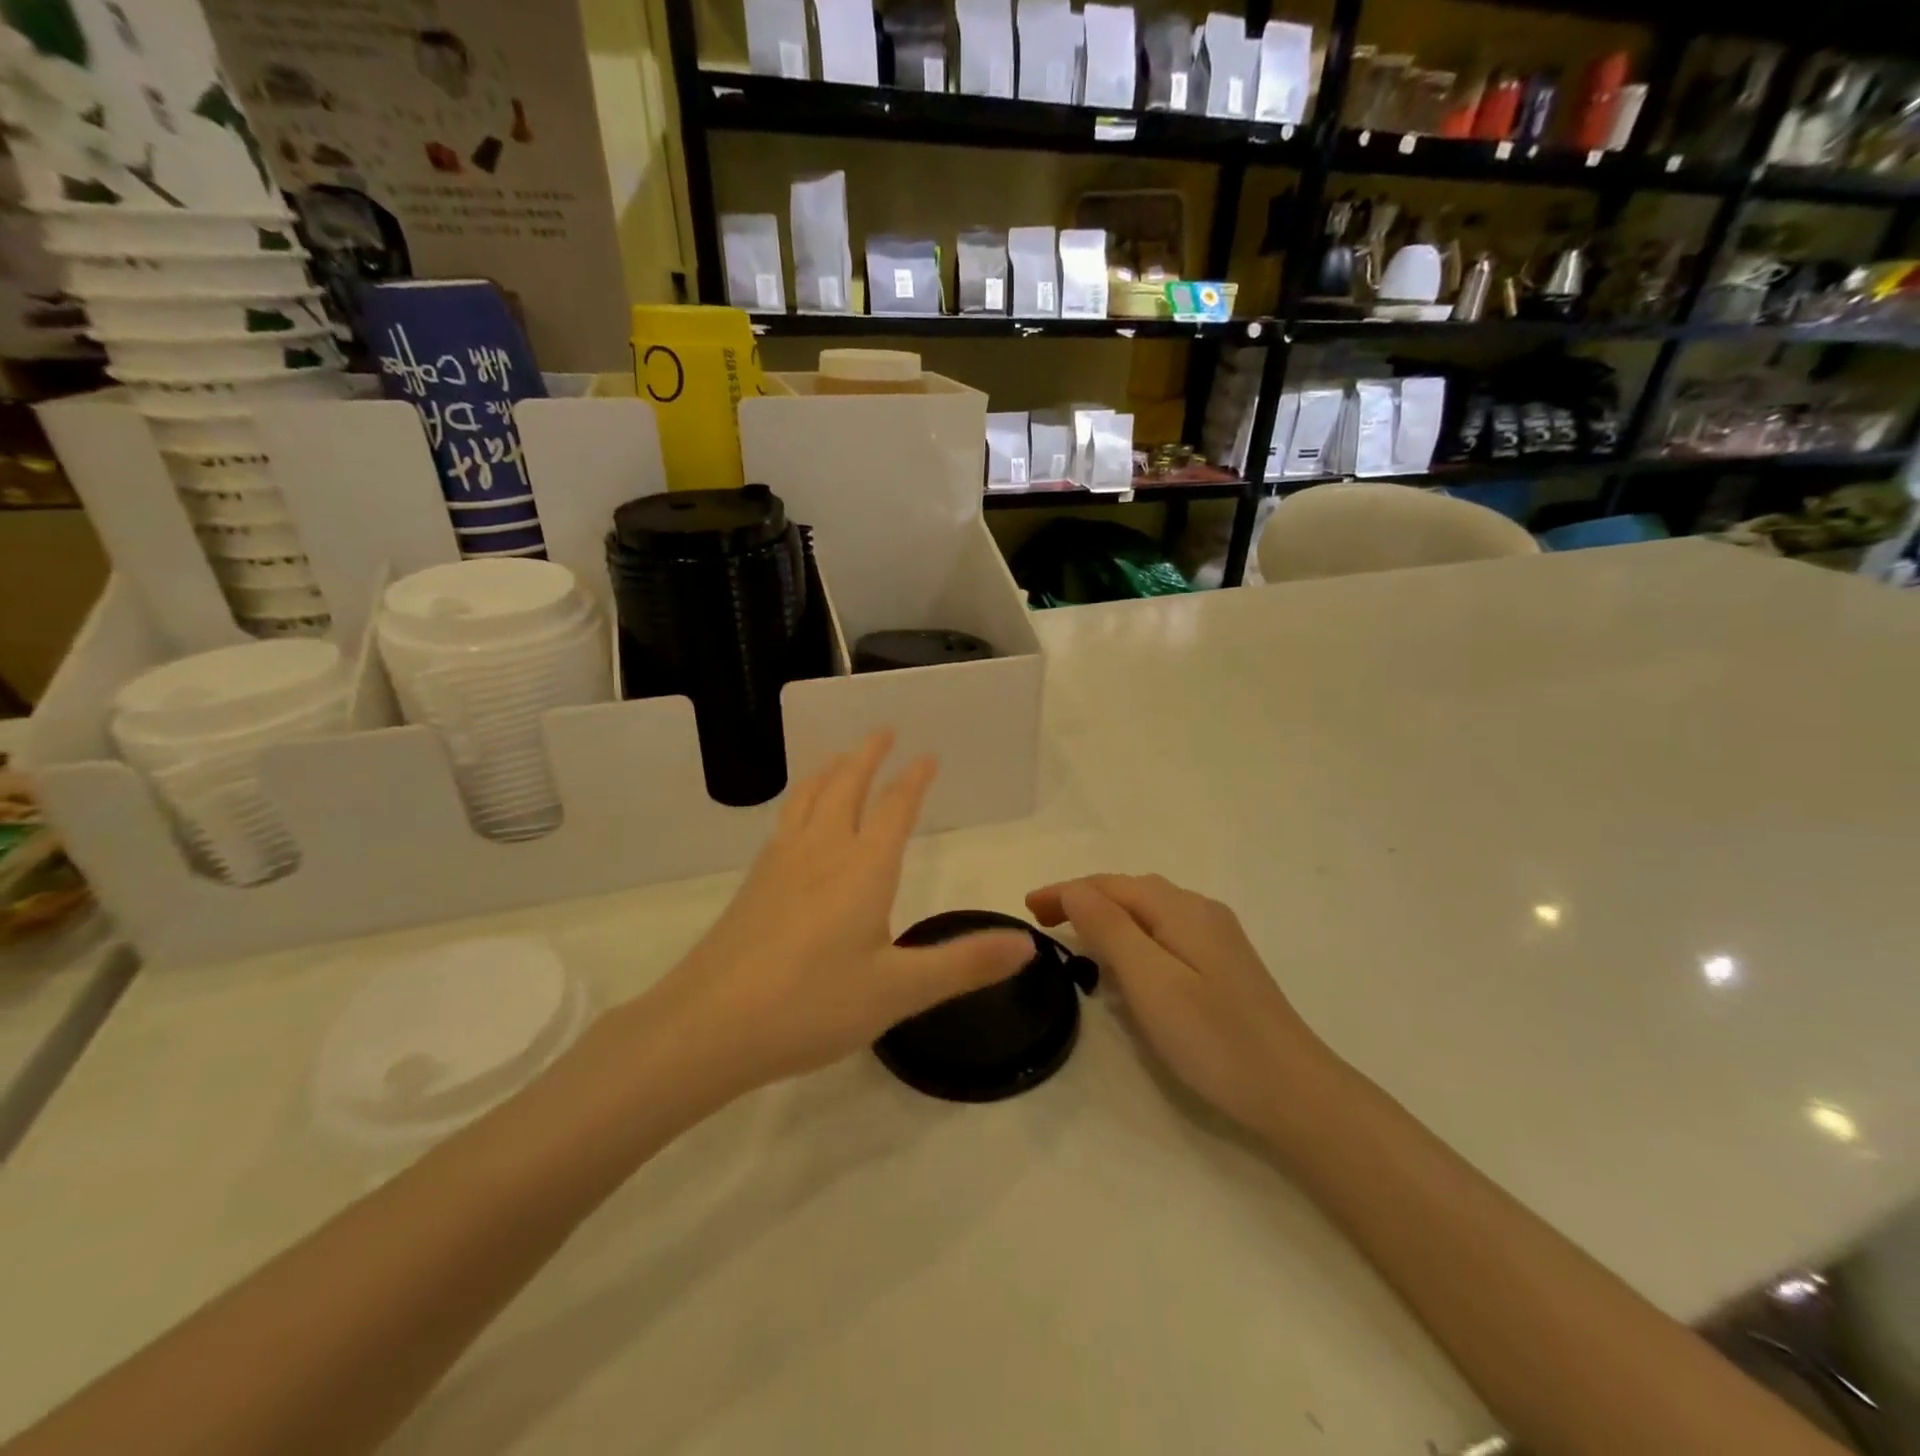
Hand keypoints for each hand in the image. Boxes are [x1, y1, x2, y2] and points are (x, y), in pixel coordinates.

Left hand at [649, 733, 1032, 1094]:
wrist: (708, 1027)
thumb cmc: (812, 1005)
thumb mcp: (899, 991)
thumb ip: (964, 963)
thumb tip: (1028, 943)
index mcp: (862, 868)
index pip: (894, 808)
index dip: (913, 779)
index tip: (927, 755)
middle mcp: (821, 851)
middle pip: (846, 785)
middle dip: (868, 755)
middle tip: (883, 731)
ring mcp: (780, 863)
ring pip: (809, 797)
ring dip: (830, 770)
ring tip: (839, 757)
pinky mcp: (753, 884)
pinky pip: (785, 820)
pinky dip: (801, 798)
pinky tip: (797, 819)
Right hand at [1026, 874, 1331, 1137]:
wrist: (1296, 1093)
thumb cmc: (1214, 1038)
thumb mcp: (1151, 981)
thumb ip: (1110, 928)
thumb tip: (1075, 890)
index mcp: (1182, 909)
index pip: (1110, 885)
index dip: (1066, 891)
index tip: (1026, 909)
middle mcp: (1200, 911)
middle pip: (1130, 890)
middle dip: (1083, 898)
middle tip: (1043, 923)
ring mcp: (1216, 937)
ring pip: (1148, 911)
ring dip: (1107, 915)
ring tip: (1073, 935)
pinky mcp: (1223, 964)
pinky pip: (1164, 932)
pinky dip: (1131, 934)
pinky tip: (1125, 961)